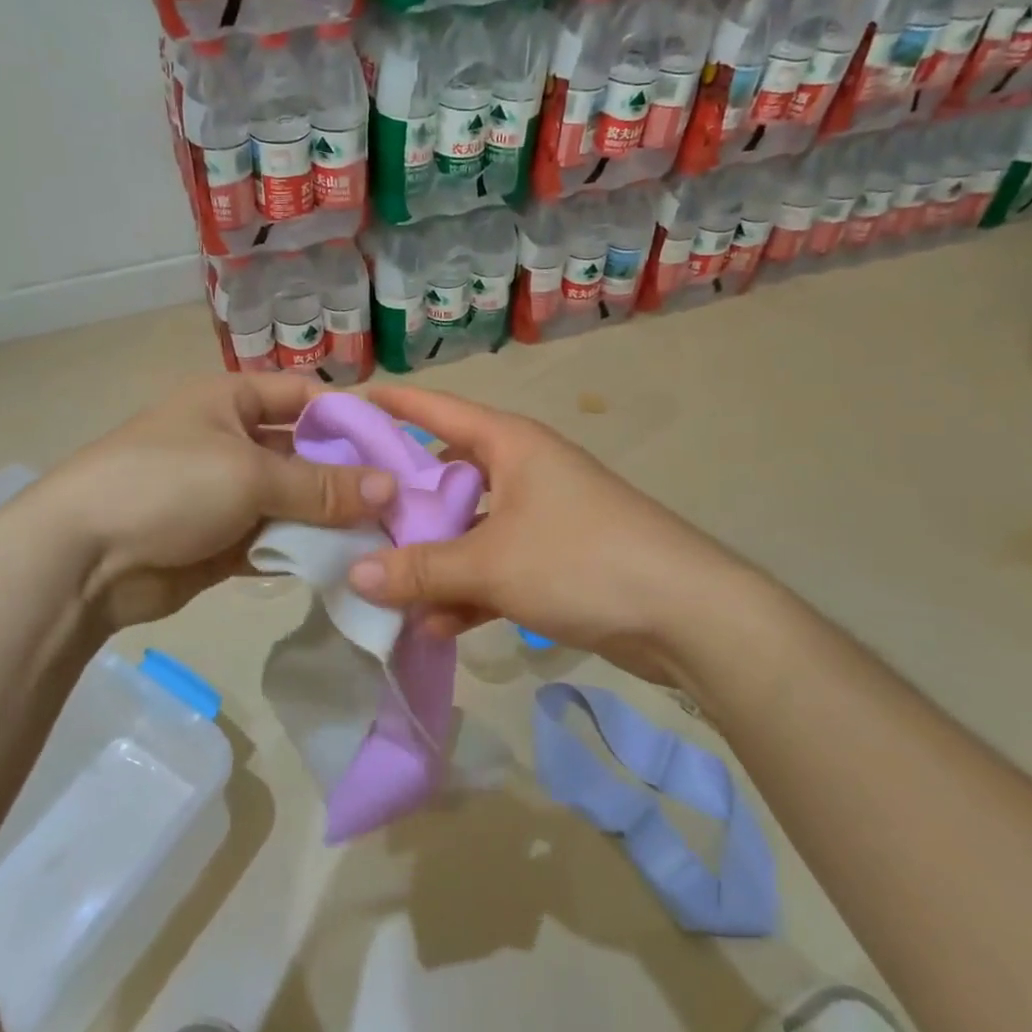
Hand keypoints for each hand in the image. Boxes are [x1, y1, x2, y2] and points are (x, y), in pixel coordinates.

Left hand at [48, 375, 394, 630]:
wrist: (82, 558)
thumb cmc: (167, 485)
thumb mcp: (249, 474)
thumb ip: (322, 485)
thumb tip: (391, 489)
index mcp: (230, 401)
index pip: (304, 396)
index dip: (350, 416)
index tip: (399, 446)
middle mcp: (232, 441)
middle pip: (304, 452)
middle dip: (348, 475)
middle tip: (403, 501)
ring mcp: (226, 494)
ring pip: (293, 501)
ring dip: (330, 518)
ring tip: (386, 535)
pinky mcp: (222, 542)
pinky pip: (275, 539)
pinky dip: (304, 549)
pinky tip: (345, 562)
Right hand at [345, 386, 746, 680]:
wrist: (687, 615)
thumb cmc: (582, 560)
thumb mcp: (491, 564)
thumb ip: (420, 569)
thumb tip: (353, 577)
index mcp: (511, 445)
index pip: (438, 410)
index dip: (393, 405)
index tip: (345, 404)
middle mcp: (524, 471)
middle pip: (448, 476)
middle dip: (404, 503)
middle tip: (352, 520)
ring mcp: (541, 517)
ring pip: (470, 529)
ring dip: (434, 560)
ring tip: (385, 589)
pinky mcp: (556, 561)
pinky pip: (496, 567)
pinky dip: (468, 592)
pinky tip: (436, 627)